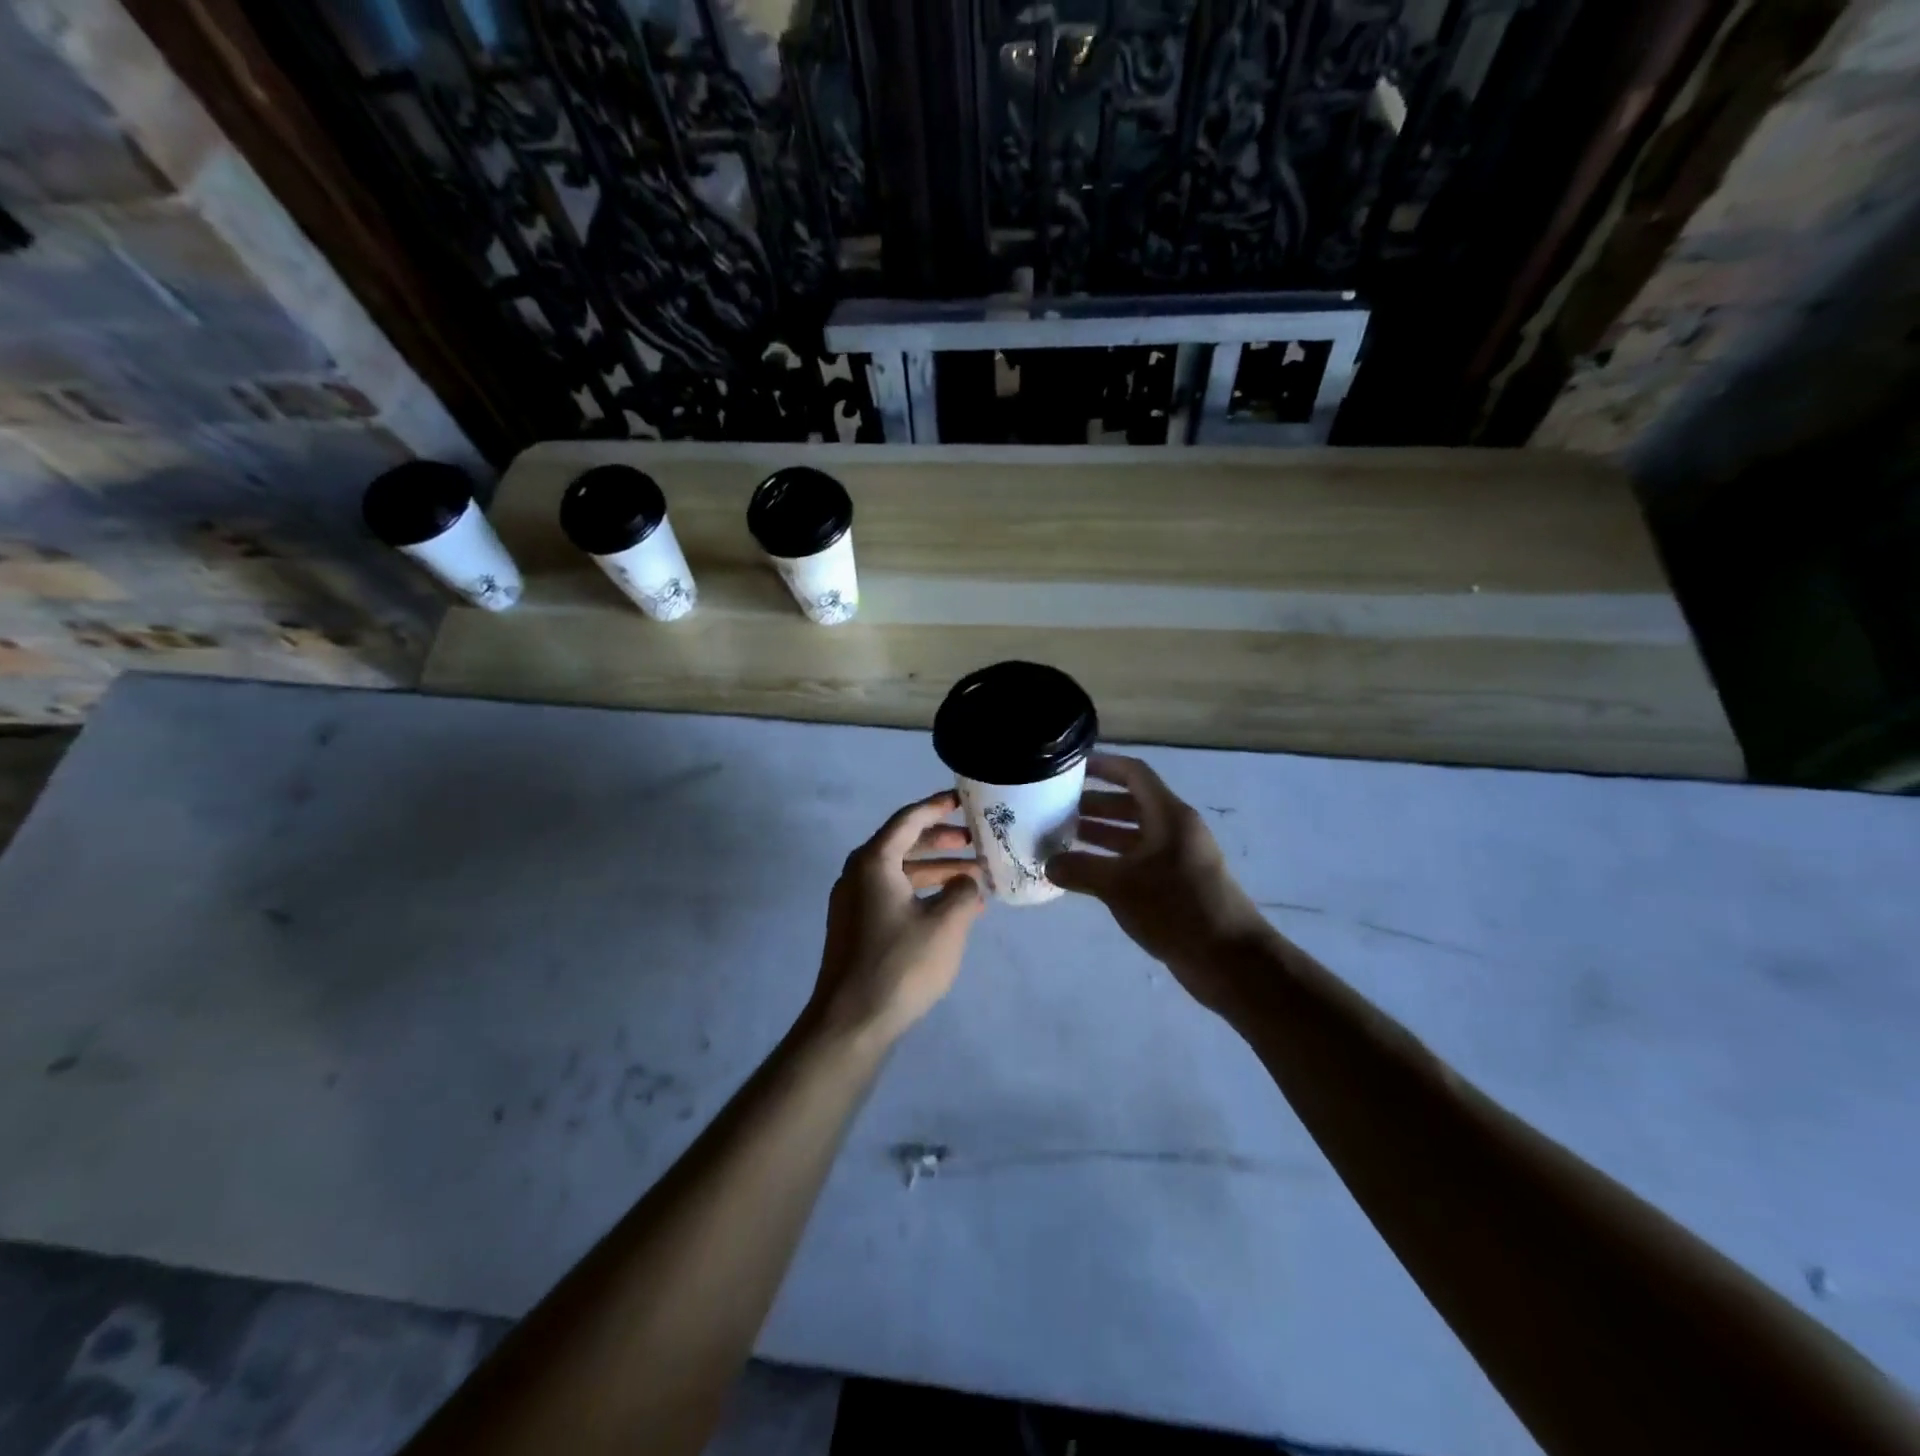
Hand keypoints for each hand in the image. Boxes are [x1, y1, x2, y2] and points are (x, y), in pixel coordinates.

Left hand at [809, 790, 985, 1044]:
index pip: (908, 820)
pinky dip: (920, 894)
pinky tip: (949, 910)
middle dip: (940, 841)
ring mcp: (853, 903)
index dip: (937, 807)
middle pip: (903, 844)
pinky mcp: (855, 928)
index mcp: (874, 862)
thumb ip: (963, 891)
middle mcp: (857, 874)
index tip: (963, 800)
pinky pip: (892, 895)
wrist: (850, 1022)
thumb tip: (966, 880)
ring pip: (899, 873)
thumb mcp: (946, 924)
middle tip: (974, 842)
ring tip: (972, 879)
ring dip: (934, 871)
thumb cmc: (900, 964)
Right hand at [1048, 754, 1271, 1012]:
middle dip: (1094, 804)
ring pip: (1133, 836)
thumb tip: (1048, 864)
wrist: (1229, 960)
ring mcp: (1177, 859)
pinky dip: (1111, 862)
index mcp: (1169, 815)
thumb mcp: (1120, 885)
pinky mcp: (1176, 886)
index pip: (1134, 774)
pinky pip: (1138, 862)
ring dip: (1100, 835)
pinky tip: (1085, 875)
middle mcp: (1174, 830)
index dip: (1104, 766)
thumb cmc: (1176, 907)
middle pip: (1131, 804)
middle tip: (1056, 809)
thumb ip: (1080, 869)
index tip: (1070, 767)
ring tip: (1061, 840)